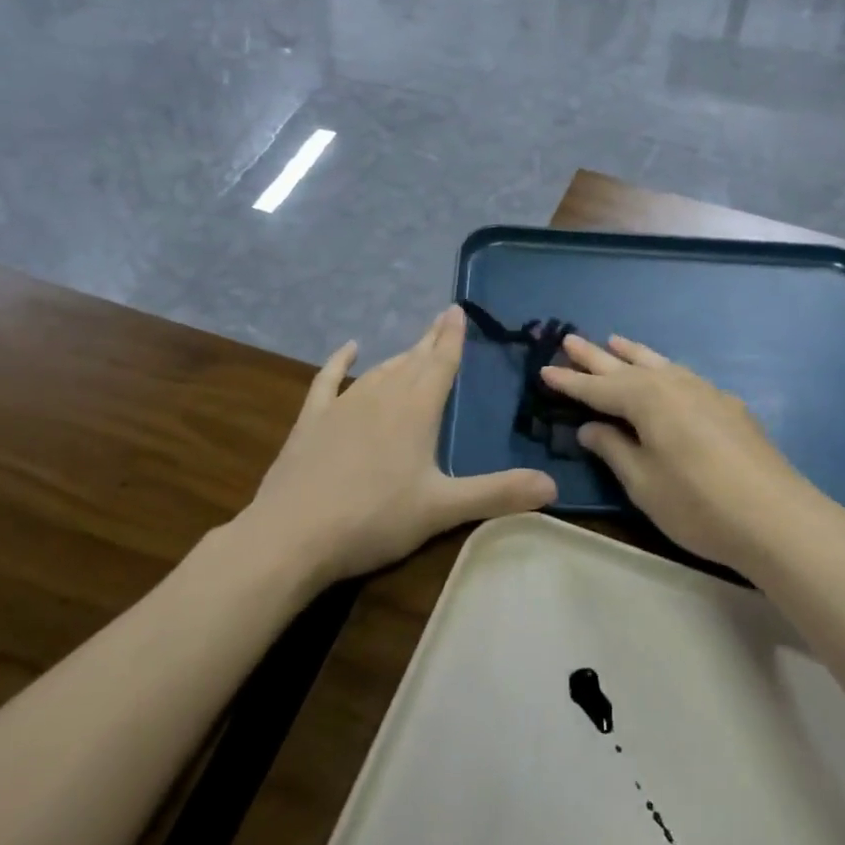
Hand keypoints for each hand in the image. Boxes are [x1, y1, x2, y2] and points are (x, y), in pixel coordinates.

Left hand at [244, 307, 555, 586]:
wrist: (291, 535)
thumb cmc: (374, 519)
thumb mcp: (442, 509)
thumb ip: (497, 493)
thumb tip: (553, 486)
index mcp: (416, 409)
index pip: (441, 362)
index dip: (452, 337)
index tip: (456, 309)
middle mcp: (382, 395)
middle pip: (412, 360)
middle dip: (430, 341)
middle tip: (442, 320)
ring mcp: (343, 404)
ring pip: (379, 369)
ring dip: (399, 356)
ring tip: (413, 348)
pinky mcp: (312, 419)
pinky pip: (328, 380)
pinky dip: (339, 362)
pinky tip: (348, 349)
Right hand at [540, 334, 829, 573]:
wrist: (776, 517)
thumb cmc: (698, 504)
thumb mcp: (644, 483)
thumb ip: (614, 449)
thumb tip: (590, 427)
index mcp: (647, 400)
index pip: (599, 388)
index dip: (571, 382)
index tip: (545, 369)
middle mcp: (674, 385)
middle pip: (627, 367)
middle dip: (596, 356)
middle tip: (570, 340)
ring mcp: (706, 392)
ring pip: (660, 364)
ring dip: (633, 354)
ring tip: (615, 341)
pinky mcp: (728, 406)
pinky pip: (683, 376)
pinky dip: (663, 369)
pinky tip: (665, 375)